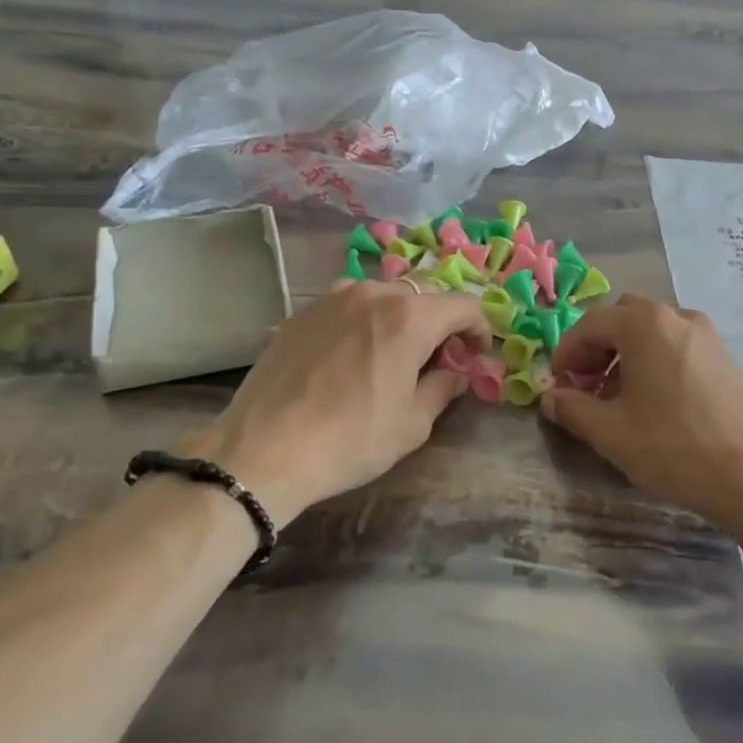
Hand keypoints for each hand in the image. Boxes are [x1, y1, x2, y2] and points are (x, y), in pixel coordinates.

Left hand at [185, 282, 490, 523]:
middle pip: (423, 296)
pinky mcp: (302, 311)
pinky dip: (363, 321)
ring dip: (399, 319)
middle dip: (440, 324)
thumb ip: (443, 388)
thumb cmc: (350, 440)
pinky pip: (347, 305)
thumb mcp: (412, 424)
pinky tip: (351, 355)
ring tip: (391, 354)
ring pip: (383, 296)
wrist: (263, 449)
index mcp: (410, 317)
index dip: (479, 328)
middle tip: (437, 359)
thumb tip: (456, 373)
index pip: (464, 305)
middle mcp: (374, 294)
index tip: (476, 355)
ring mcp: (333, 297)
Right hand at [540, 295, 742, 530]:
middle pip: (623, 317)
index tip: (558, 383)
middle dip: (598, 346)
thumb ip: (572, 409)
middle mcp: (677, 317)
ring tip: (621, 397)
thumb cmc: (674, 448)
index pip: (590, 323)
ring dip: (627, 353)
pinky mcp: (726, 357)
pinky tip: (657, 402)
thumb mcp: (611, 433)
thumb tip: (550, 398)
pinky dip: (656, 360)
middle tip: (587, 384)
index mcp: (645, 325)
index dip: (567, 351)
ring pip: (653, 330)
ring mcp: (707, 335)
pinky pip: (678, 345)